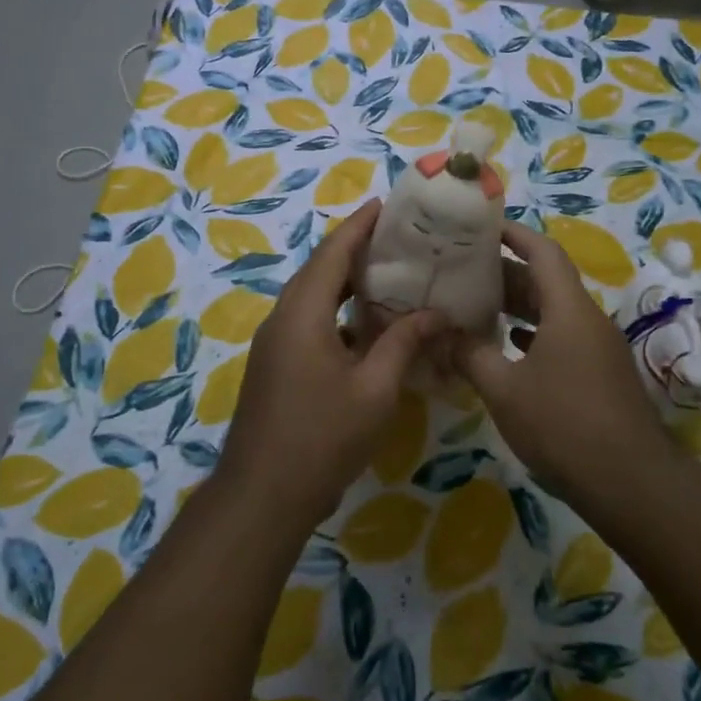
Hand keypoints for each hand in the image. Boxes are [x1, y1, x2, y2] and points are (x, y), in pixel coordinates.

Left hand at [216, 199, 444, 532]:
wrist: (263, 496)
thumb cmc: (322, 437)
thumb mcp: (375, 389)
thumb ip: (404, 343)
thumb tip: (437, 313)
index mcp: (303, 312)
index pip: (333, 252)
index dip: (359, 225)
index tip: (385, 204)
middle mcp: (283, 317)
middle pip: (320, 269)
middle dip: (355, 249)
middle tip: (398, 239)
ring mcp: (275, 343)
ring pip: (313, 297)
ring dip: (346, 282)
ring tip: (389, 275)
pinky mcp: (276, 365)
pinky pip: (308, 321)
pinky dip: (338, 312)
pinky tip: (368, 327)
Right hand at [452, 221, 670, 492]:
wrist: (631, 483)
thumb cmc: (564, 425)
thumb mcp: (505, 390)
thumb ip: (470, 356)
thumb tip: (439, 335)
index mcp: (569, 309)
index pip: (543, 251)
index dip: (514, 234)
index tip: (482, 227)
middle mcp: (587, 319)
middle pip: (546, 281)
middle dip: (506, 273)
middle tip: (463, 271)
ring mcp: (598, 347)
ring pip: (554, 311)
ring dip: (518, 306)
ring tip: (476, 305)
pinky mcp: (600, 374)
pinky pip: (563, 338)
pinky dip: (534, 334)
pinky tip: (508, 347)